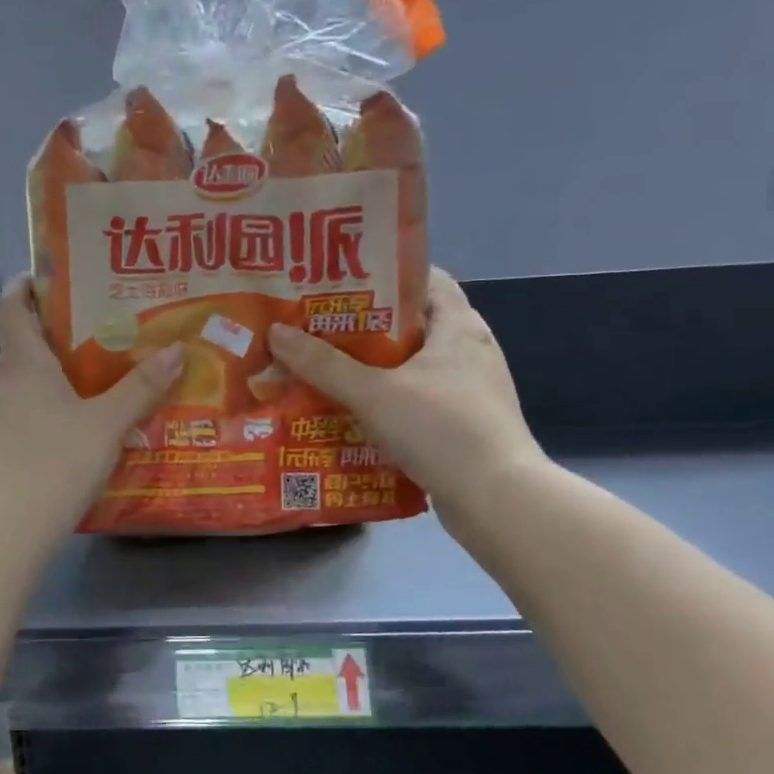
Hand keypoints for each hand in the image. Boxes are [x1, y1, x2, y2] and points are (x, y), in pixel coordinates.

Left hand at [0, 277, 182, 550]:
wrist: (13, 526)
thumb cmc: (56, 461)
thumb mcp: (107, 423)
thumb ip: (141, 387)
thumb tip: (177, 350)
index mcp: (24, 362)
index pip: (10, 305)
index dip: (26, 283)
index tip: (57, 273)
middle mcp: (10, 381)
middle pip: (26, 337)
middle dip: (61, 323)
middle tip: (106, 316)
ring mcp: (9, 415)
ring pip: (35, 375)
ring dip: (65, 364)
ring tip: (111, 361)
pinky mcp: (14, 444)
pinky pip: (39, 406)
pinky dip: (63, 398)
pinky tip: (95, 412)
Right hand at [267, 268, 546, 534]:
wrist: (497, 499)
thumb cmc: (440, 429)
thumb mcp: (373, 393)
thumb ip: (323, 365)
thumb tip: (276, 332)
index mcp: (459, 326)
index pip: (424, 278)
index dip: (382, 274)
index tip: (338, 282)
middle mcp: (470, 351)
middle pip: (410, 324)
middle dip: (363, 326)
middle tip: (315, 327)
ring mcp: (470, 390)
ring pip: (411, 367)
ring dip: (372, 368)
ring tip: (324, 370)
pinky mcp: (463, 424)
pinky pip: (416, 400)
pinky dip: (385, 402)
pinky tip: (352, 413)